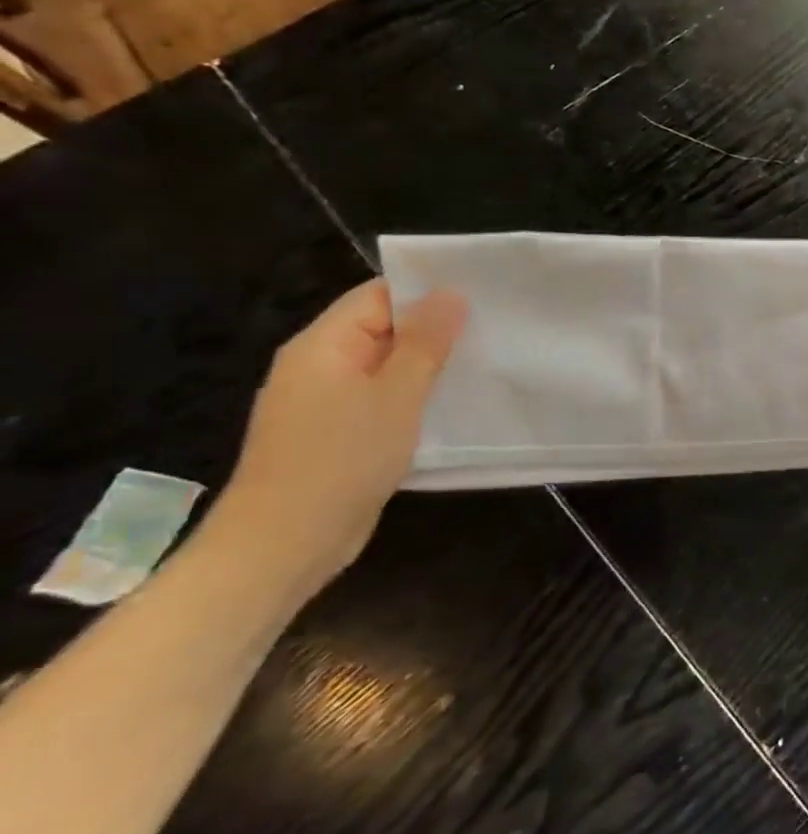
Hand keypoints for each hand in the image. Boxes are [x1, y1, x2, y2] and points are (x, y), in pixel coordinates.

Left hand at [218, 280, 466, 587]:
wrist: (285, 541)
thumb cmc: (342, 458)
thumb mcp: (396, 394)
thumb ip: (425, 342)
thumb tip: (449, 294)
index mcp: (323, 345)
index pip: (378, 296)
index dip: (428, 292)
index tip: (483, 297)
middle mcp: (318, 365)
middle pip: (383, 329)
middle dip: (436, 329)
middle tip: (496, 331)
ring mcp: (324, 402)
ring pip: (386, 366)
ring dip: (430, 366)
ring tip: (485, 365)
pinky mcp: (337, 433)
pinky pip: (381, 398)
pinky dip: (415, 396)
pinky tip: (452, 406)